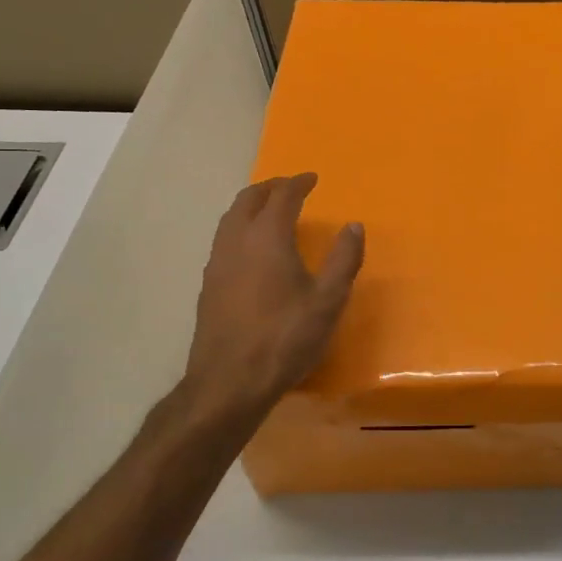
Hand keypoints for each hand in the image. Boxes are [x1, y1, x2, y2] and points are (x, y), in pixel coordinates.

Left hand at [179, 174, 363, 431]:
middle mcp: (236, 241)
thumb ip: (344, 259)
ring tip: (271, 210)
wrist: (229, 382)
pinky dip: (240, 227)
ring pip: (230, 218)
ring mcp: (216, 263)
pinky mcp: (208, 285)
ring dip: (251, 206)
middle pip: (248, 200)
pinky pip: (224, 239)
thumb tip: (353, 225)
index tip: (312, 178)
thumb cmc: (285, 338)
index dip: (298, 183)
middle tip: (291, 187)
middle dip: (270, 188)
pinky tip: (252, 248)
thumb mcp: (328, 300)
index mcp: (267, 238)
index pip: (282, 196)